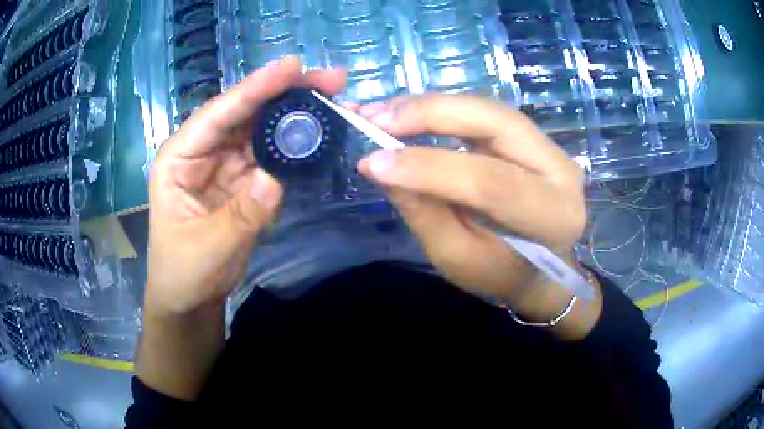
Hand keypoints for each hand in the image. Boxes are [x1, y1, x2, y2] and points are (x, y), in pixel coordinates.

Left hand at [146, 57, 345, 315]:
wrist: (191, 298)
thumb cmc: (184, 272)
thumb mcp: (207, 247)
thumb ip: (241, 215)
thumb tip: (274, 180)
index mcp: (179, 157)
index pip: (218, 114)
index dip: (254, 88)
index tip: (292, 67)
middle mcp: (202, 151)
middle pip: (245, 112)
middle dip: (284, 92)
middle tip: (328, 79)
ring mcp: (225, 163)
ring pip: (261, 128)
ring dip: (294, 113)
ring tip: (331, 97)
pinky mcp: (243, 179)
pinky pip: (270, 154)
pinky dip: (294, 143)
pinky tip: (318, 132)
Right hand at [354, 95, 597, 336]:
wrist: (540, 266)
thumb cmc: (501, 272)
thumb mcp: (457, 257)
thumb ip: (423, 211)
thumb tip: (378, 165)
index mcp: (554, 216)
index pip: (492, 182)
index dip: (429, 167)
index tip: (372, 162)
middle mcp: (561, 169)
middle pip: (496, 122)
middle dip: (432, 114)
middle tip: (376, 119)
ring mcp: (548, 146)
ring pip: (487, 108)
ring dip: (430, 106)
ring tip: (380, 113)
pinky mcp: (528, 135)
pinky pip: (481, 112)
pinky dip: (439, 108)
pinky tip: (405, 111)